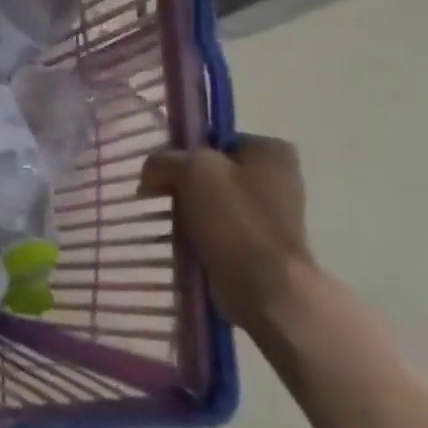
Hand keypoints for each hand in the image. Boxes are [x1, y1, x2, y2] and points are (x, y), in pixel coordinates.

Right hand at [140, 135, 315, 337]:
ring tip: (169, 224)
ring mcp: (269, 212)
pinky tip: (183, 243)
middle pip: (209, 171)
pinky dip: (197, 234)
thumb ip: (164, 160)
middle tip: (159, 198)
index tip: (160, 174)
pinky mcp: (258, 242)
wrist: (265, 286)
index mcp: (270, 150)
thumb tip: (151, 174)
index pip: (211, 140)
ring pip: (209, 201)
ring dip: (186, 211)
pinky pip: (216, 228)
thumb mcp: (192, 170)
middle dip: (181, 184)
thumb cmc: (235, 221)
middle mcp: (276, 177)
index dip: (181, 153)